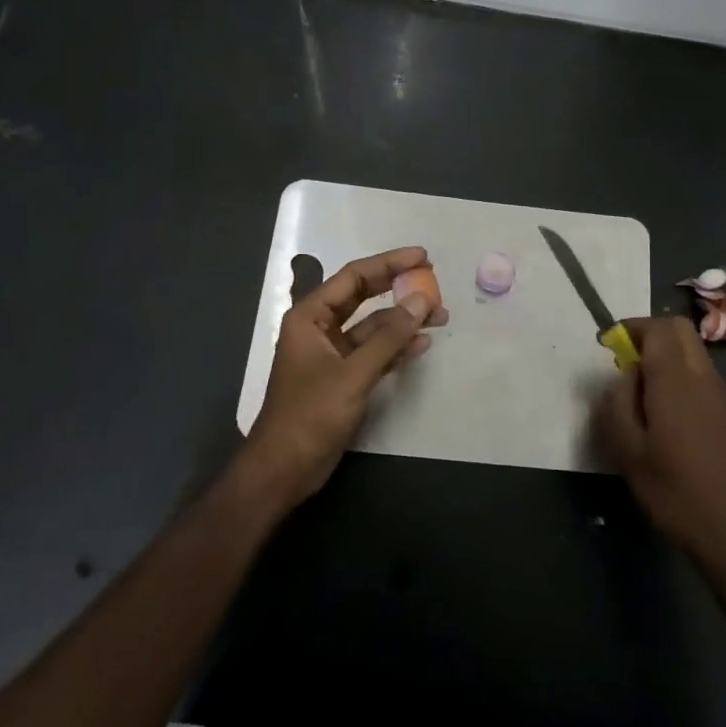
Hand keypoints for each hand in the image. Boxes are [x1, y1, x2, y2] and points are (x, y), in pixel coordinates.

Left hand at [242, 246, 447, 505]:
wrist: (284, 469)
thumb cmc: (310, 415)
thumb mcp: (353, 374)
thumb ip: (389, 337)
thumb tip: (421, 301)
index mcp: (310, 317)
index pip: (354, 277)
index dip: (389, 263)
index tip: (422, 257)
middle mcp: (320, 328)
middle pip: (364, 297)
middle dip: (398, 289)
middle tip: (433, 281)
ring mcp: (332, 354)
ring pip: (373, 326)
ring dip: (403, 321)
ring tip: (440, 317)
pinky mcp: (343, 377)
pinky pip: (374, 352)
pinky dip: (396, 347)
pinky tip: (422, 344)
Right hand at [592, 316, 725, 567]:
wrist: (722, 524)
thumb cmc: (668, 486)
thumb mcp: (626, 447)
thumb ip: (617, 401)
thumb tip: (622, 376)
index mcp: (674, 380)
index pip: (658, 328)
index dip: (631, 328)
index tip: (608, 346)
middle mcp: (700, 375)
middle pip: (678, 328)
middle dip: (649, 333)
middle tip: (624, 359)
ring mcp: (716, 390)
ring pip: (691, 346)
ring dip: (664, 350)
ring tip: (639, 383)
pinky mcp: (722, 407)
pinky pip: (698, 367)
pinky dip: (677, 366)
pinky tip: (661, 402)